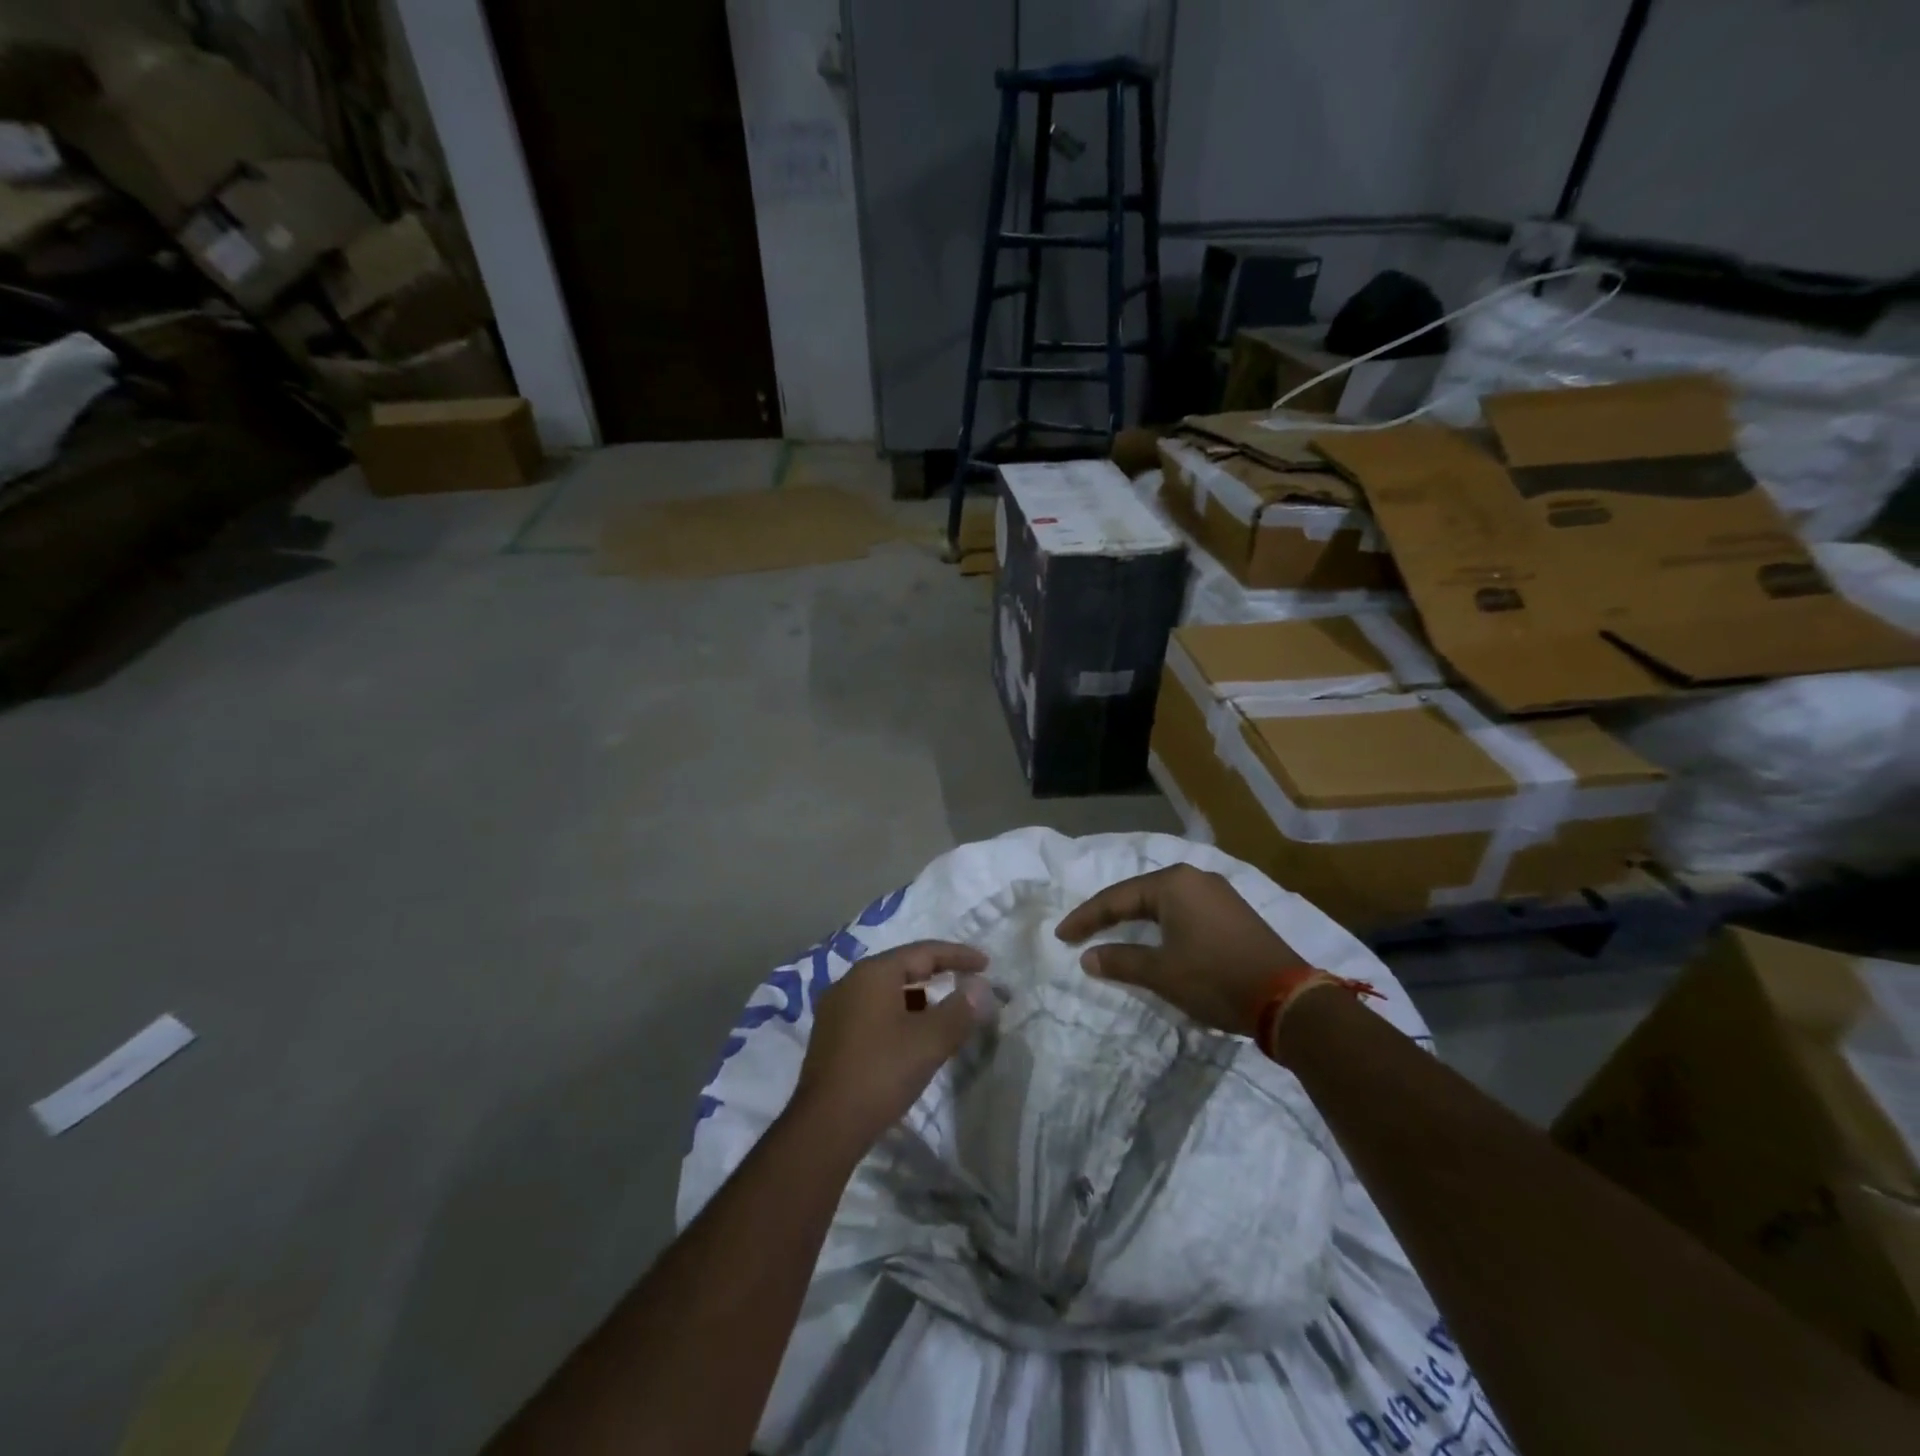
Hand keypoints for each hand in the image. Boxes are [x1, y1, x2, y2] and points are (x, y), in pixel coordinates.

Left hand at [790, 941, 994, 1152]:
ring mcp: (836, 1009)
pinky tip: (911, 1039)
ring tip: (943, 1015)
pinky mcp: (830, 1037)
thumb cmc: (881, 1073)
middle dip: (938, 974)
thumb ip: (959, 1010)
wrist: (825, 1127)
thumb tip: (980, 989)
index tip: (986, 964)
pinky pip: (873, 1012)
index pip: (923, 952)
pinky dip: (898, 1016)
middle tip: (967, 984)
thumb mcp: (929, 1041)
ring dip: (918, 998)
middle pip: (902, 968)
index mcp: (873, 973)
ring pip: (887, 992)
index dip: (958, 955)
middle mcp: (850, 982)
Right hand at [1055, 865, 1309, 1037]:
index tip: (1061, 936)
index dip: (1086, 918)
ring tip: (1110, 933)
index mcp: (1173, 883)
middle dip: (1108, 914)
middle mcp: (1194, 877)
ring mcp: (1217, 893)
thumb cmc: (1215, 978)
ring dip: (1135, 919)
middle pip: (1138, 894)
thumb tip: (1088, 957)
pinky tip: (1153, 937)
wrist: (1289, 1000)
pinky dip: (1160, 923)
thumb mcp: (1162, 972)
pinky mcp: (1232, 912)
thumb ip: (1120, 961)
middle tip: (1081, 932)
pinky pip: (1183, 910)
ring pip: (1162, 902)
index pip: (1116, 897)